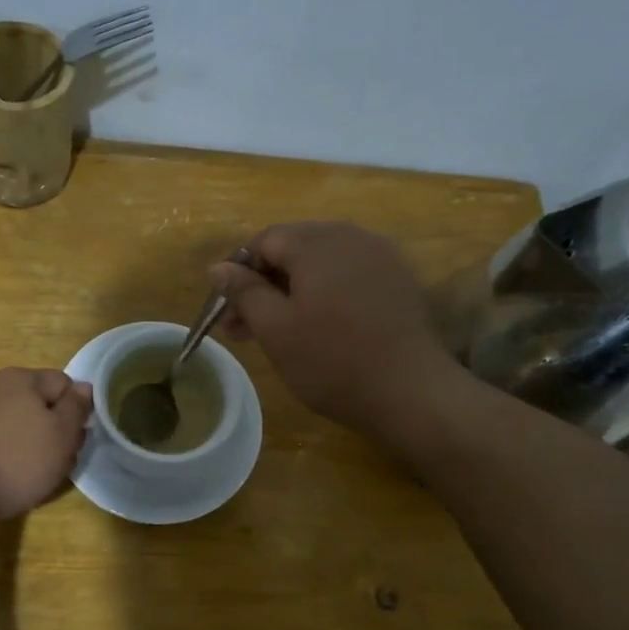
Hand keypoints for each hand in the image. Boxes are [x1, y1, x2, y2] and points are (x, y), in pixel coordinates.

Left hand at [0, 368, 92, 521]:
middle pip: (37, 403)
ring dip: (27, 443)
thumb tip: (84, 387)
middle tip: (56, 462)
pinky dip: (2, 452)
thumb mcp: (61, 435)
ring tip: (29, 474)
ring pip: (14, 422)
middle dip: (51, 429)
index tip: (74, 441)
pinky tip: (1, 475)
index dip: (76, 411)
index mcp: (23, 378)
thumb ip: (76, 408)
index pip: (64, 383)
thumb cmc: (15, 461)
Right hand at [208, 221, 455, 441]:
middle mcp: (350, 237)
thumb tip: (217, 267)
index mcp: (316, 243)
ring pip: (320, 265)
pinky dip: (324, 295)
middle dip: (263, 285)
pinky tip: (318, 328)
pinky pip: (348, 277)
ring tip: (276, 332)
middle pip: (293, 249)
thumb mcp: (275, 329)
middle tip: (241, 329)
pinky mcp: (398, 281)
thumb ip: (243, 292)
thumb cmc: (331, 361)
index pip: (263, 241)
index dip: (237, 272)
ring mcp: (380, 257)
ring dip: (291, 292)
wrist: (411, 392)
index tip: (225, 310)